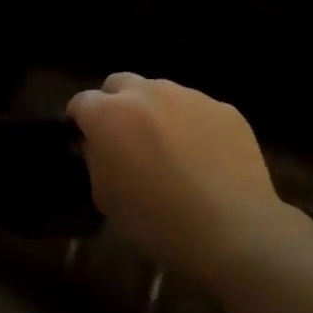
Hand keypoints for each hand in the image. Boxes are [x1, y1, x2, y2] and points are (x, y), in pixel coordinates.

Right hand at [68, 73, 294, 278]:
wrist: (233, 230)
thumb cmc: (156, 220)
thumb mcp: (104, 197)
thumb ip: (96, 160)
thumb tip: (99, 145)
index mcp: (109, 114)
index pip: (81, 102)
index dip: (79, 121)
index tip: (85, 141)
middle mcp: (146, 93)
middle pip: (119, 83)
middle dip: (115, 103)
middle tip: (124, 137)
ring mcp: (189, 97)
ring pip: (161, 92)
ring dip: (155, 112)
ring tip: (169, 147)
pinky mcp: (224, 109)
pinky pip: (197, 109)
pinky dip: (192, 125)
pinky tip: (204, 157)